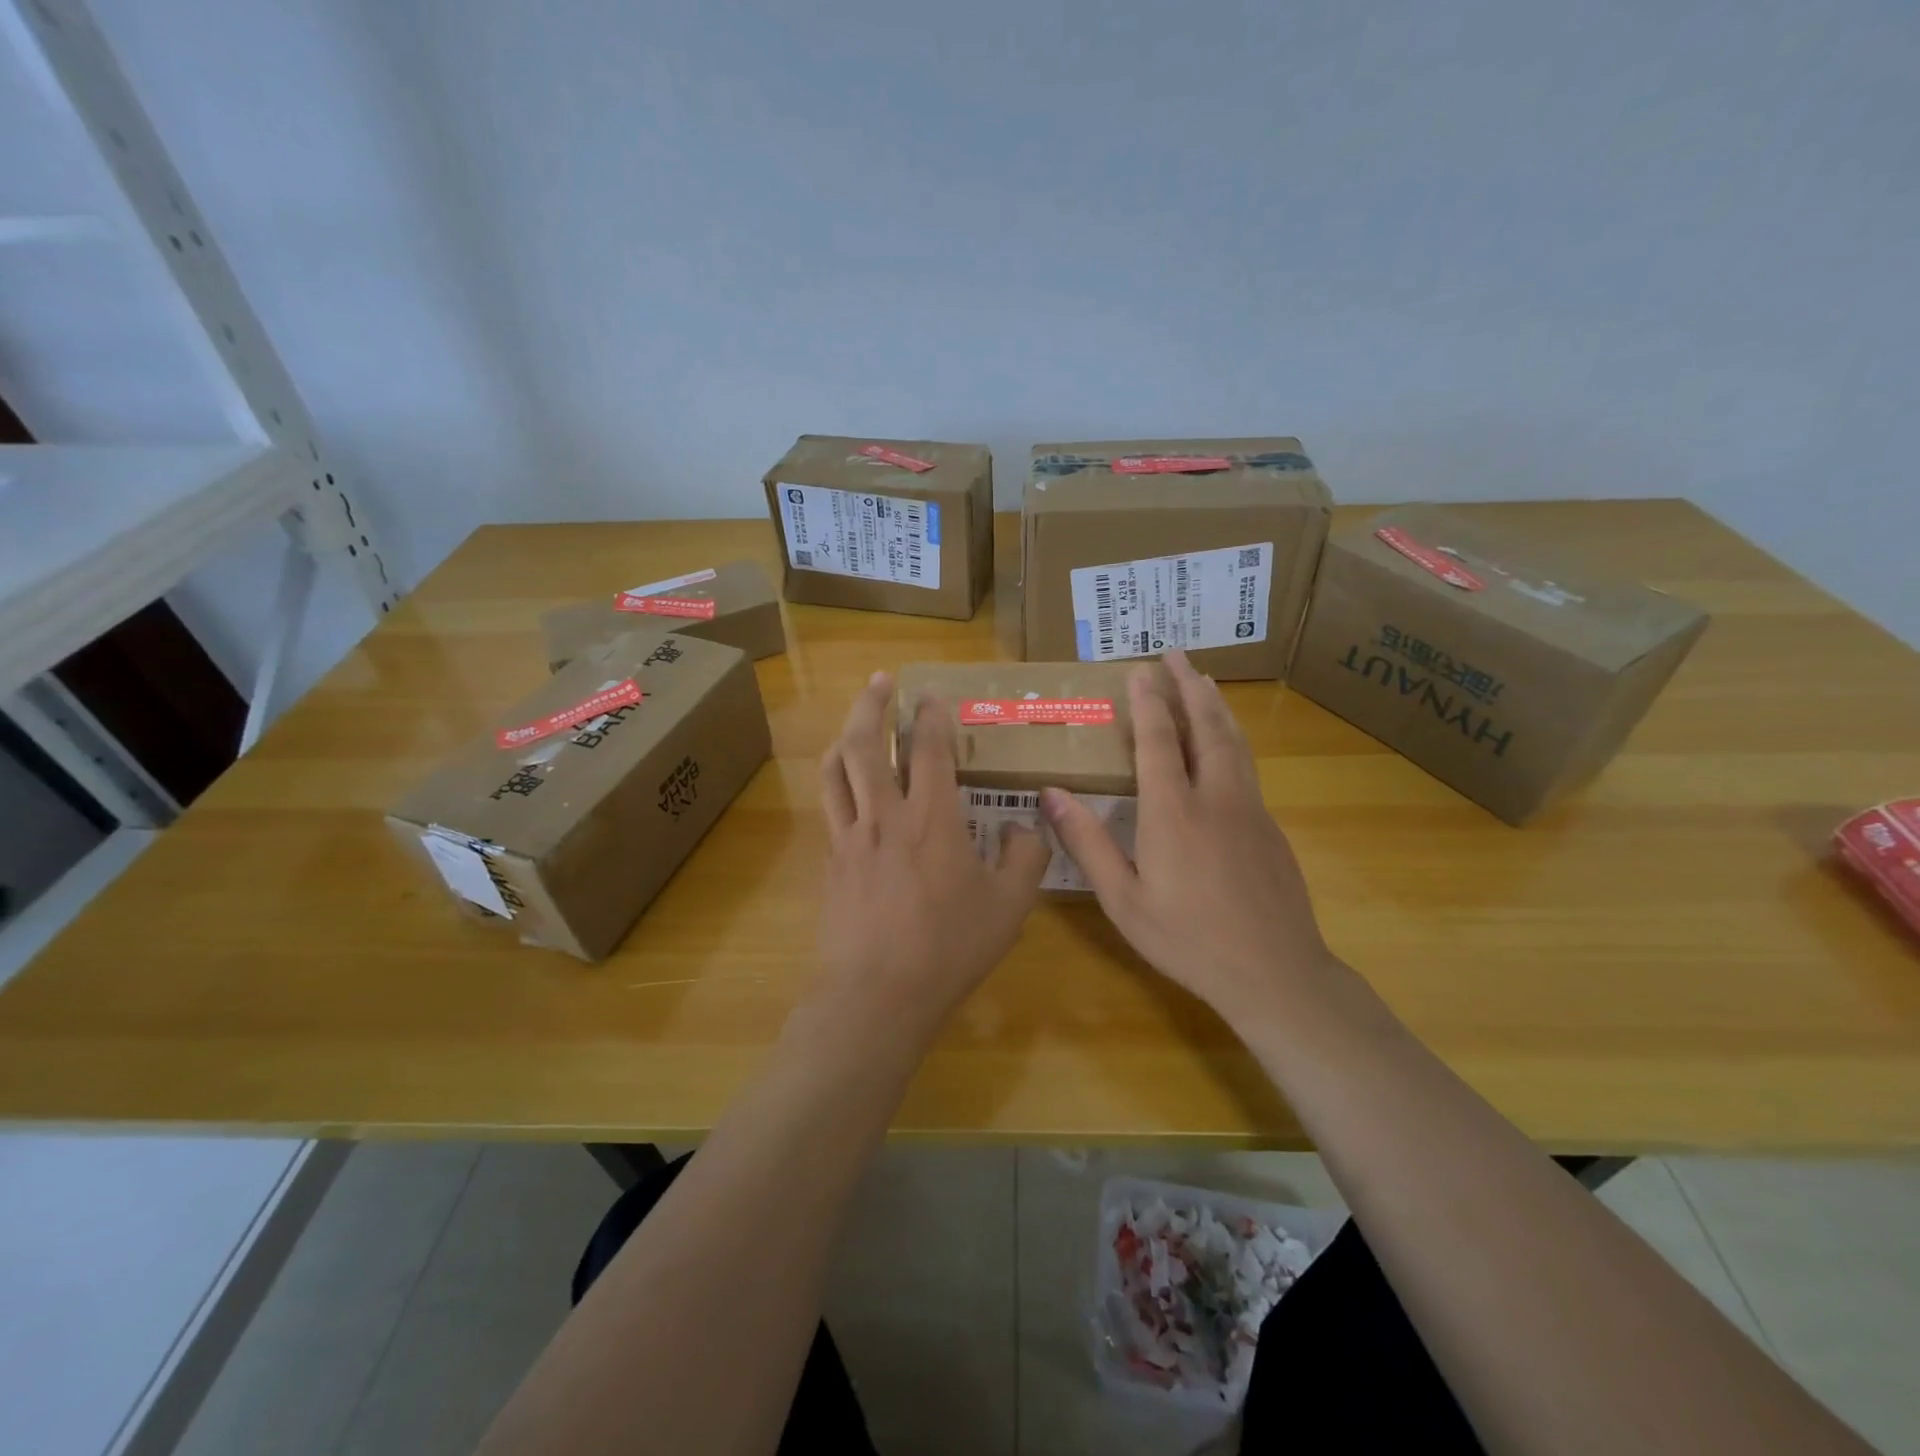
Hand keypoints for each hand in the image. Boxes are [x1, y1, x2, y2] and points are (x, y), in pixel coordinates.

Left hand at [816, 672, 1050, 1043]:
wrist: (877, 995)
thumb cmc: (949, 948)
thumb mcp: (1009, 907)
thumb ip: (1025, 857)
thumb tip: (1020, 826)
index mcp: (933, 819)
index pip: (930, 750)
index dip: (932, 715)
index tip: (932, 693)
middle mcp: (885, 815)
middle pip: (867, 744)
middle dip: (872, 704)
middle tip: (880, 679)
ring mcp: (850, 837)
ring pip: (837, 769)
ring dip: (845, 735)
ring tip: (854, 721)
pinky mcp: (831, 862)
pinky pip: (830, 806)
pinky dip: (836, 781)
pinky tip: (845, 787)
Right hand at [1040, 651, 1336, 1026]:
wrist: (1275, 972)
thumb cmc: (1188, 939)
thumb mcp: (1123, 900)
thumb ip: (1088, 844)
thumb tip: (1051, 795)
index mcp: (1172, 812)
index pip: (1157, 740)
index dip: (1148, 701)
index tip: (1139, 669)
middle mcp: (1214, 796)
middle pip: (1204, 726)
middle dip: (1189, 686)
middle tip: (1176, 654)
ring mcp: (1249, 809)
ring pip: (1233, 741)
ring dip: (1215, 705)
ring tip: (1204, 680)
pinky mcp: (1270, 826)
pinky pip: (1247, 764)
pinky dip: (1231, 736)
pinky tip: (1226, 742)